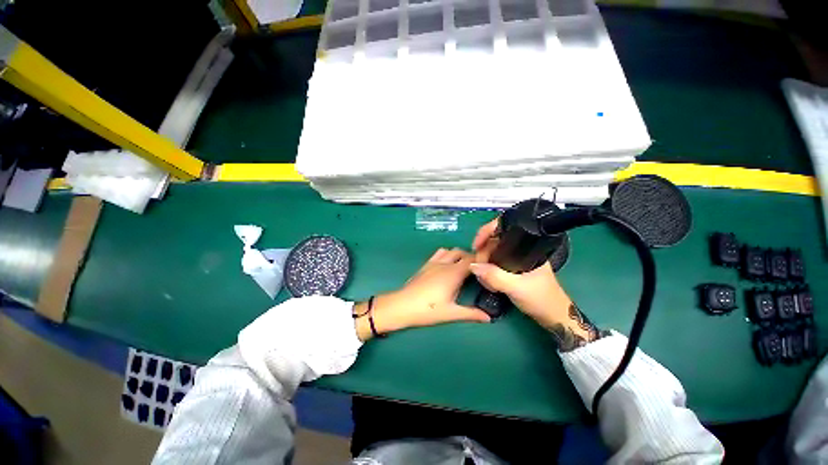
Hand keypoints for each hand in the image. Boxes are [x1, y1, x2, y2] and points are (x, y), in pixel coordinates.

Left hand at [354, 248, 490, 340]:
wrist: (402, 305)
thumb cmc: (427, 310)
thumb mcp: (451, 313)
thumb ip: (471, 313)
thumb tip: (489, 318)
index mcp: (454, 273)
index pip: (472, 259)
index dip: (482, 259)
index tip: (489, 266)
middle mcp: (445, 263)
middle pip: (462, 252)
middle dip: (472, 258)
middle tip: (477, 271)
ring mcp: (434, 262)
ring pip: (451, 250)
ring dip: (459, 255)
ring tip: (463, 267)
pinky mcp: (426, 264)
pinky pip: (439, 253)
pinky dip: (447, 254)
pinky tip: (447, 266)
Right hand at [470, 219, 600, 350]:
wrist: (553, 317)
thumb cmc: (542, 299)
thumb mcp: (517, 288)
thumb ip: (495, 276)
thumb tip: (473, 266)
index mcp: (527, 247)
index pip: (503, 229)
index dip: (486, 232)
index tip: (475, 246)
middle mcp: (520, 249)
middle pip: (494, 242)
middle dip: (483, 254)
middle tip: (478, 270)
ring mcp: (516, 259)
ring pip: (492, 253)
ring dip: (483, 264)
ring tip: (484, 280)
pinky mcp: (512, 269)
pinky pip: (494, 264)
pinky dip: (487, 271)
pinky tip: (487, 281)